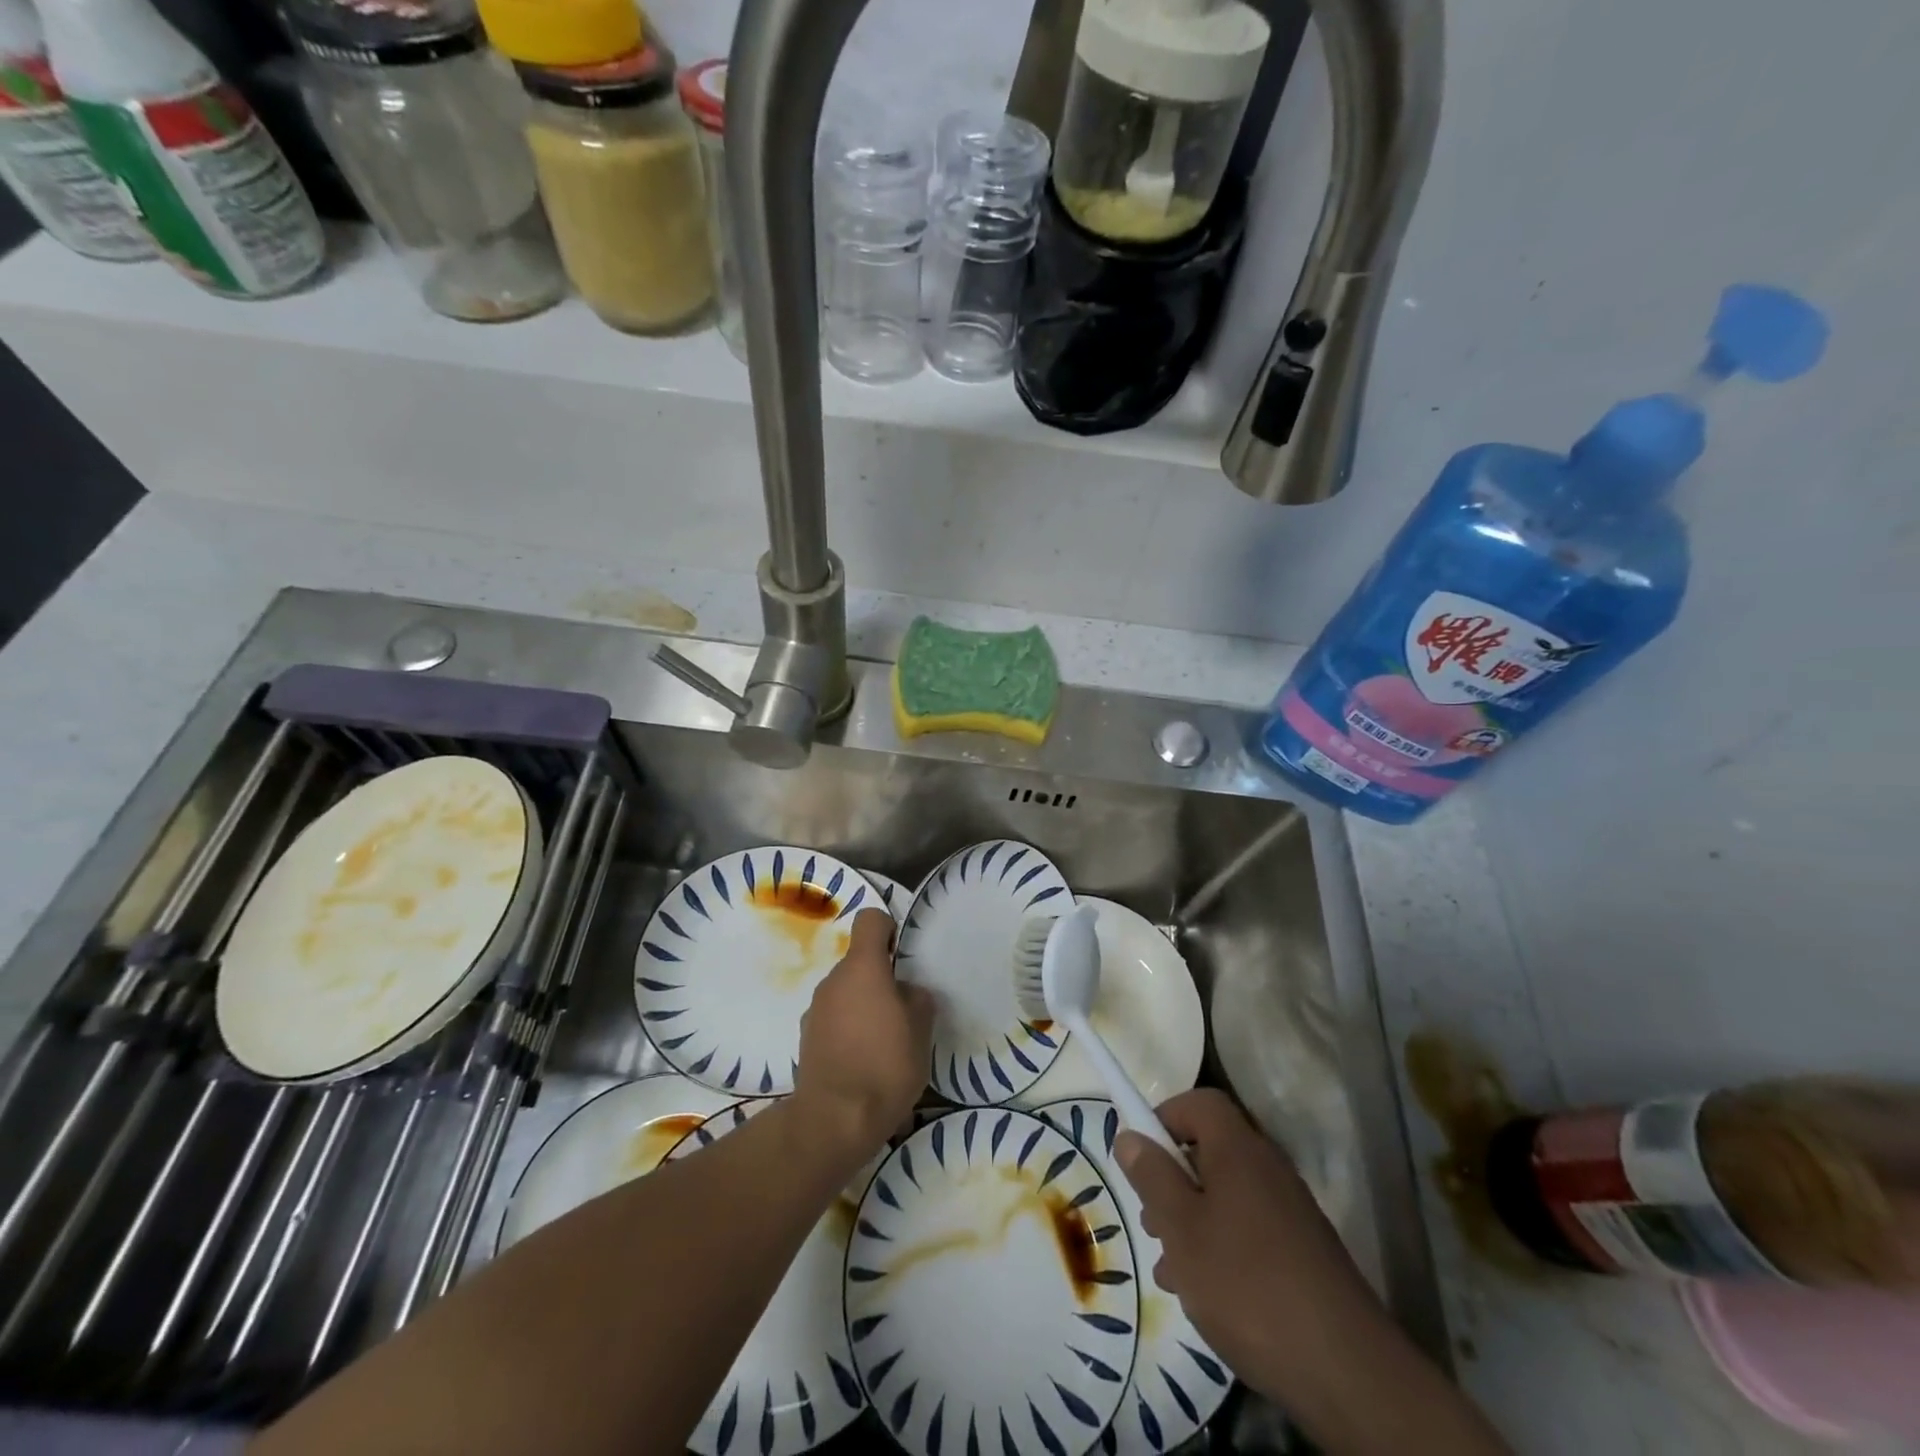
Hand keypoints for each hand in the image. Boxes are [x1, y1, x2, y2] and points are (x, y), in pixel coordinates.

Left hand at [794, 910, 933, 1157]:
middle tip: (903, 1008)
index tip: (902, 955)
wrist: (834, 1120)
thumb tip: (908, 992)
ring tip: (885, 1040)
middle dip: (880, 977)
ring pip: (846, 991)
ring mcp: (815, 1009)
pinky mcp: (806, 1037)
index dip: (889, 929)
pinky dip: (848, 1027)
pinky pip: (834, 1018)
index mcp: (863, 968)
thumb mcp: (920, 1031)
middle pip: (859, 961)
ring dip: (864, 1004)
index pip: (871, 920)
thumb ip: (917, 1000)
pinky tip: (863, 1060)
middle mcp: (833, 980)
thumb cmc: (885, 1066)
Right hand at [1115, 1089, 1389, 1416]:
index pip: (1200, 1103)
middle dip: (1173, 1179)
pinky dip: (1221, 1248)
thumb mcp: (1180, 1228)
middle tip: (1151, 1219)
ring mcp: (1291, 1213)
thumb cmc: (1246, 1284)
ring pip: (1227, 1197)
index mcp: (1239, 1150)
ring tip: (1170, 1270)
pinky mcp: (1303, 1255)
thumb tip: (1130, 1134)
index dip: (1165, 1116)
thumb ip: (1152, 1176)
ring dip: (1192, 1221)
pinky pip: (1249, 1231)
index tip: (1140, 1155)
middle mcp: (1269, 1169)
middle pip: (1211, 1150)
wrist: (1345, 1372)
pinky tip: (1205, 1295)